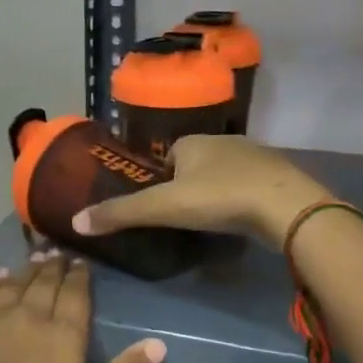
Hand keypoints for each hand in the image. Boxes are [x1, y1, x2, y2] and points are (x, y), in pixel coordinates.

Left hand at [0, 254, 165, 362]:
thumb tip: (158, 342)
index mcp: (61, 336)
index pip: (74, 293)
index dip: (80, 275)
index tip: (82, 262)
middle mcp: (27, 317)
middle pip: (43, 282)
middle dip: (54, 266)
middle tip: (59, 254)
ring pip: (13, 284)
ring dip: (26, 269)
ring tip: (35, 258)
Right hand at [71, 134, 332, 246]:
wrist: (287, 206)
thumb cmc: (220, 197)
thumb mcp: (164, 207)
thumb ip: (122, 214)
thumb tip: (75, 222)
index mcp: (194, 142)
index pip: (169, 155)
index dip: (161, 178)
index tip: (160, 204)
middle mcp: (224, 141)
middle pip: (197, 163)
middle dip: (189, 185)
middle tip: (183, 217)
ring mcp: (256, 157)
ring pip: (226, 173)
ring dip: (217, 192)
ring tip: (211, 221)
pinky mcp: (279, 177)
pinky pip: (251, 185)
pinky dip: (242, 199)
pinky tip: (241, 219)